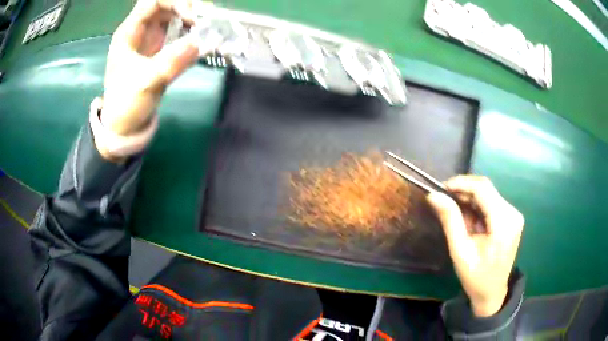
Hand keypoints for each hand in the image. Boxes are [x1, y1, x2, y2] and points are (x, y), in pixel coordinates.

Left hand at [101, 0, 198, 140]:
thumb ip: (171, 62)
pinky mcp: (160, 49)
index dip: (175, 2)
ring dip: (192, 16)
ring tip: (209, 26)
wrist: (124, 127)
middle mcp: (141, 30)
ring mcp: (151, 39)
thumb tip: (201, 42)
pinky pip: (178, 31)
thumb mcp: (146, 83)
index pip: (153, 1)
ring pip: (174, 15)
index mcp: (130, 32)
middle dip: (188, 7)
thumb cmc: (126, 105)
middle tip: (207, 19)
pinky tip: (202, 37)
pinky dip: (192, 30)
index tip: (193, 17)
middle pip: (166, 4)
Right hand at [426, 176, 523, 316]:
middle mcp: (512, 213)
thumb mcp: (460, 251)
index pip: (483, 189)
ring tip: (455, 213)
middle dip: (464, 190)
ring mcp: (513, 214)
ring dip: (469, 199)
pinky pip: (491, 202)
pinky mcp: (511, 217)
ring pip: (488, 193)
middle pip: (486, 188)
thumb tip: (433, 195)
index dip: (461, 184)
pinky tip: (468, 219)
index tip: (441, 188)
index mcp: (504, 223)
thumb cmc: (475, 277)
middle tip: (444, 199)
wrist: (492, 293)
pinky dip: (477, 206)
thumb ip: (450, 220)